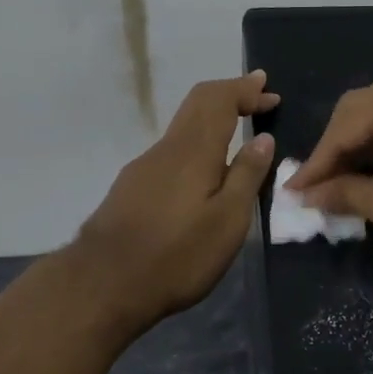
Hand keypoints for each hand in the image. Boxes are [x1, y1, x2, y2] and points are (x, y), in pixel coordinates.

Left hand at [71, 71, 278, 332]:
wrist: (103, 284)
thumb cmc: (177, 255)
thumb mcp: (227, 221)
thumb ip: (247, 176)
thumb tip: (262, 138)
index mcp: (194, 150)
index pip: (220, 100)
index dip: (245, 90)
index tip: (269, 90)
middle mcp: (167, 148)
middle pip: (197, 104)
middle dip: (230, 94)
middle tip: (257, 95)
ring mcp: (144, 167)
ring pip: (183, 127)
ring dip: (213, 119)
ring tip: (238, 132)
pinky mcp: (132, 187)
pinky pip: (172, 150)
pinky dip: (197, 143)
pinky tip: (205, 169)